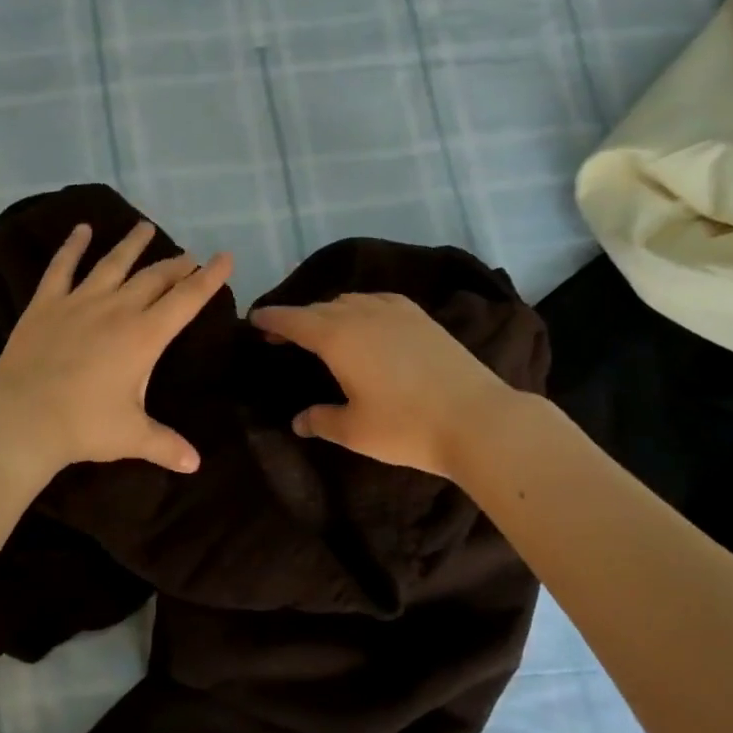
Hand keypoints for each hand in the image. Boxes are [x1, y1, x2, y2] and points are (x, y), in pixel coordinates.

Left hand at [0, 219, 232, 480]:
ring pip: (113, 264)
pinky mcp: (46, 304)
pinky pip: (62, 267)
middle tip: (188, 257)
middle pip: (154, 278)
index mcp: (145, 336)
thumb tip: (195, 464)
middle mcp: (117, 309)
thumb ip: (166, 445)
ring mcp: (79, 302)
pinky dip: (73, 246)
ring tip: (145, 227)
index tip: (224, 258)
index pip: (187, 300)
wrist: (23, 417)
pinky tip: (81, 229)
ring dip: (132, 245)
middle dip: (176, 265)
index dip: (209, 278)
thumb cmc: (84, 426)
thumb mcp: (132, 437)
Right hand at [249, 292, 515, 477]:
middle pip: (319, 308)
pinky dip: (360, 308)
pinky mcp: (421, 318)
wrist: (478, 419)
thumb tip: (299, 421)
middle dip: (297, 318)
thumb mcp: (354, 431)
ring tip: (322, 331)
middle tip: (282, 335)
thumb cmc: (406, 427)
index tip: (254, 319)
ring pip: (349, 301)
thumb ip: (320, 420)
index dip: (271, 318)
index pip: (293, 320)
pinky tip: (366, 323)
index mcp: (337, 337)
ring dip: (328, 312)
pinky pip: (378, 301)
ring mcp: (396, 311)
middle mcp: (362, 313)